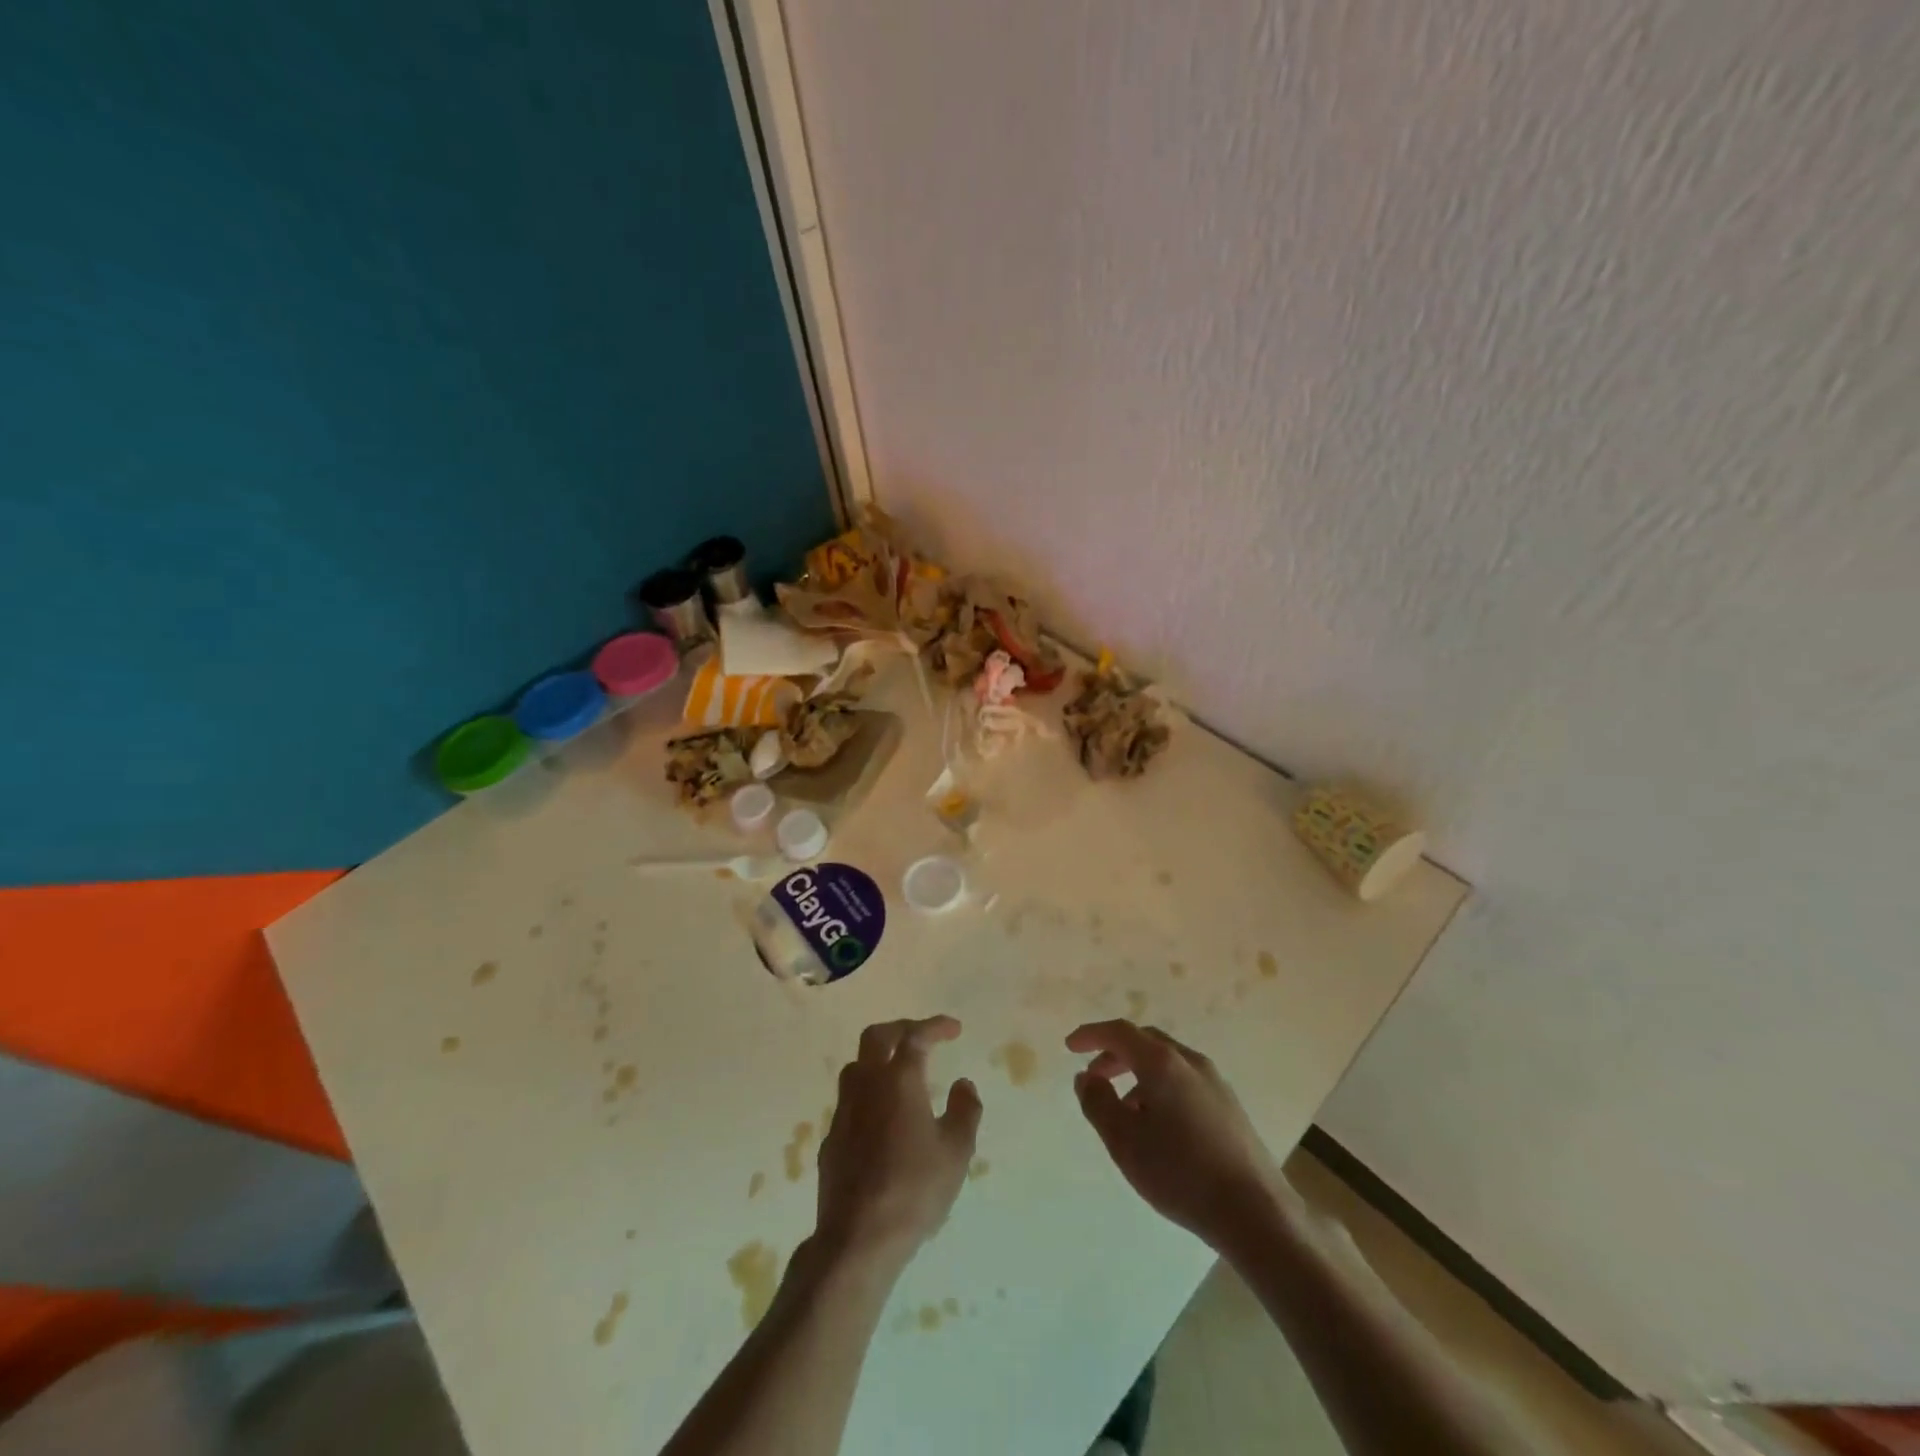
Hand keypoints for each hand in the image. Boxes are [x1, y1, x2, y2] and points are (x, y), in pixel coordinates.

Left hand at [817, 1016, 981, 1270]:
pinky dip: (868, 1094)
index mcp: (899, 1080)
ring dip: (879, 1059)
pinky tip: (882, 1117)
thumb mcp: (956, 1152)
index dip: (935, 1027)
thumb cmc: (914, 1190)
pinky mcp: (831, 1138)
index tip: (954, 1029)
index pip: (915, 1036)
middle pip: (876, 1037)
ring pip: (856, 1065)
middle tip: (922, 1037)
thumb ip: (965, 1111)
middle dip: (901, 1029)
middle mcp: (866, 1085)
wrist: (858, 1238)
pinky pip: (849, 1100)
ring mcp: (843, 1111)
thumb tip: (964, 1084)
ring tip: (900, 1073)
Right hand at [1067, 1020, 1282, 1251]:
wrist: (1256, 1213)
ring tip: (1124, 1110)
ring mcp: (1215, 1083)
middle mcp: (1190, 1062)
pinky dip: (1161, 1088)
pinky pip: (1185, 1081)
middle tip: (1095, 1077)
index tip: (1070, 1046)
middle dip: (1115, 1054)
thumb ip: (1097, 1103)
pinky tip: (1158, 1126)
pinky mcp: (1230, 1107)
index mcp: (1162, 1062)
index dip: (1091, 1035)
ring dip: (1138, 1074)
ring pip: (1167, 1063)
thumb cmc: (1181, 1173)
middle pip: (1145, 1042)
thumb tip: (1086, 1077)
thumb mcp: (1124, 1141)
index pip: (1119, 1032)